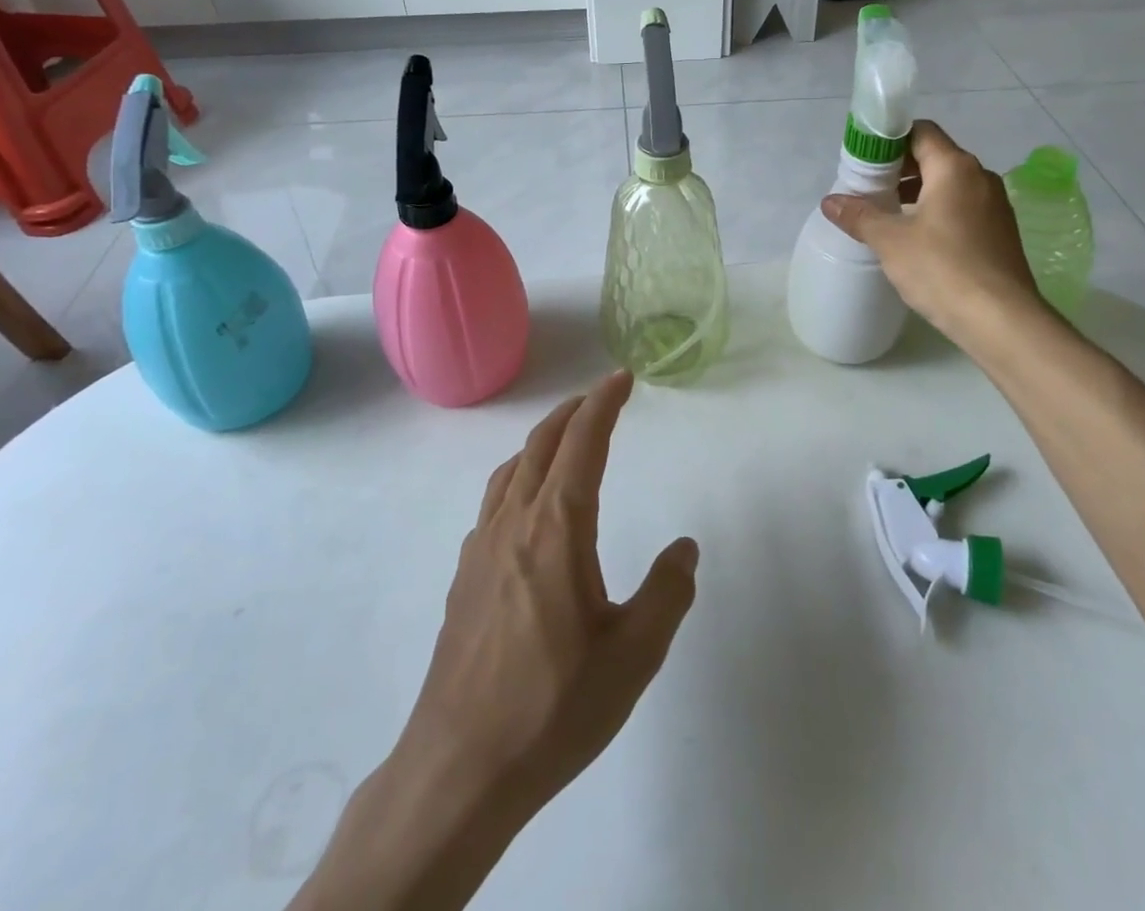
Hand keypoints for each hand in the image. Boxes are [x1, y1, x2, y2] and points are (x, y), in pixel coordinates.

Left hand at [400, 370, 697, 814]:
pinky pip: (494, 500)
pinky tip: (527, 506)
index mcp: (557, 527)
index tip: (622, 378)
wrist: (459, 767)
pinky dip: (518, 475)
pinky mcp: (464, 576)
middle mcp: (515, 521)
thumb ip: (667, 593)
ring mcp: (482, 547)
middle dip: (574, 411)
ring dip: (543, 439)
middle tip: (601, 396)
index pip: (583, 442)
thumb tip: (684, 548)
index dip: (604, 402)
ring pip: (512, 468)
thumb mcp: (633, 656)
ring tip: (566, 437)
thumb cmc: (553, 707)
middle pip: (542, 443)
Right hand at [820, 119, 1041, 337]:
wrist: (1001, 321)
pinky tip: (916, 238)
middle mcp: (980, 177)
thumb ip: (859, 215)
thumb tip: (830, 202)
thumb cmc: (942, 268)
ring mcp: (995, 205)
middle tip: (868, 188)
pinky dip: (936, 211)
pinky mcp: (1000, 232)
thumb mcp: (890, 241)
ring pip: (949, 184)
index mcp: (955, 167)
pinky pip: (962, 207)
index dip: (889, 139)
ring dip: (917, 191)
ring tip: (887, 214)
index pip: (920, 131)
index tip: (863, 159)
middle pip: (934, 156)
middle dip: (899, 168)